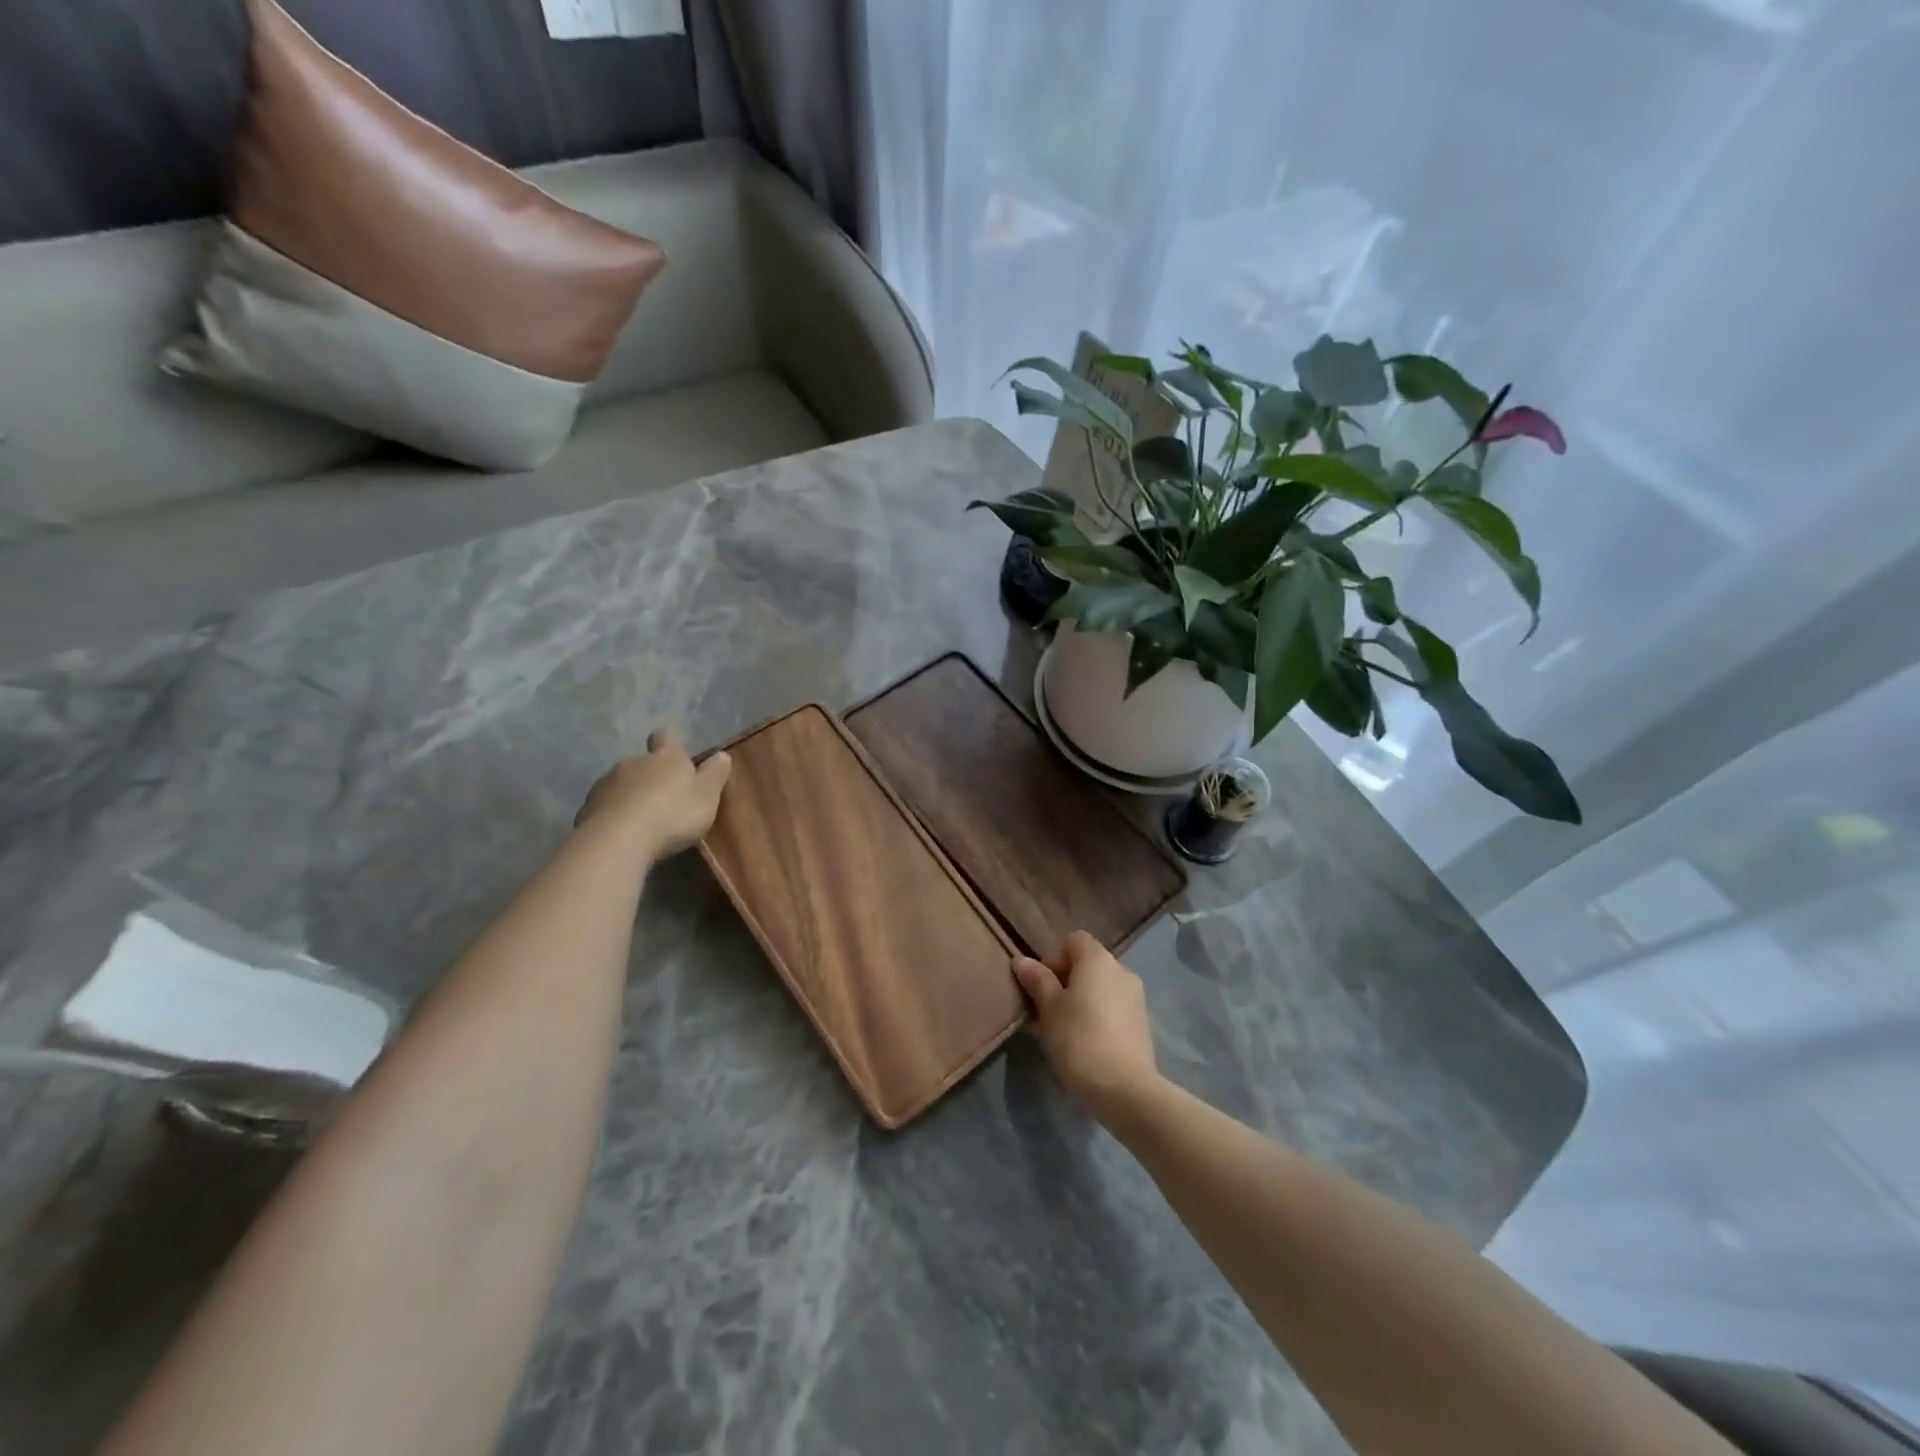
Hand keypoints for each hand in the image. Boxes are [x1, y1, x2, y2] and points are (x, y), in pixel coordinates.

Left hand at [575, 728, 731, 859]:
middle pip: (643, 762)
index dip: (669, 742)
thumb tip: (722, 754)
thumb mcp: (706, 795)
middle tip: (664, 797)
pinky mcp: (587, 808)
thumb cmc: (672, 813)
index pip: (665, 737)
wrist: (618, 839)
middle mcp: (633, 762)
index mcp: (665, 757)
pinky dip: (614, 814)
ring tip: (642, 818)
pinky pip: (605, 806)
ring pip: (622, 784)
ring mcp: (606, 783)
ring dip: (631, 795)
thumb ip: (715, 774)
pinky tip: (622, 832)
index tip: (673, 750)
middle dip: (651, 775)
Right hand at [1012, 931, 1160, 1121]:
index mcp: (1099, 960)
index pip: (1073, 941)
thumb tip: (1022, 960)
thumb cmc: (1080, 1039)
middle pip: (1085, 967)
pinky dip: (1094, 1020)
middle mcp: (1121, 971)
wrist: (1126, 1090)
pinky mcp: (1141, 1026)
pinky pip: (1111, 1012)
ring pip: (1097, 992)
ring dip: (1076, 1005)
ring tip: (1057, 1035)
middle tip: (1041, 1015)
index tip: (1040, 988)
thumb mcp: (1049, 1008)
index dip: (1053, 959)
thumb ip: (1037, 981)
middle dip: (1061, 985)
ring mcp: (1135, 999)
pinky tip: (1080, 1047)